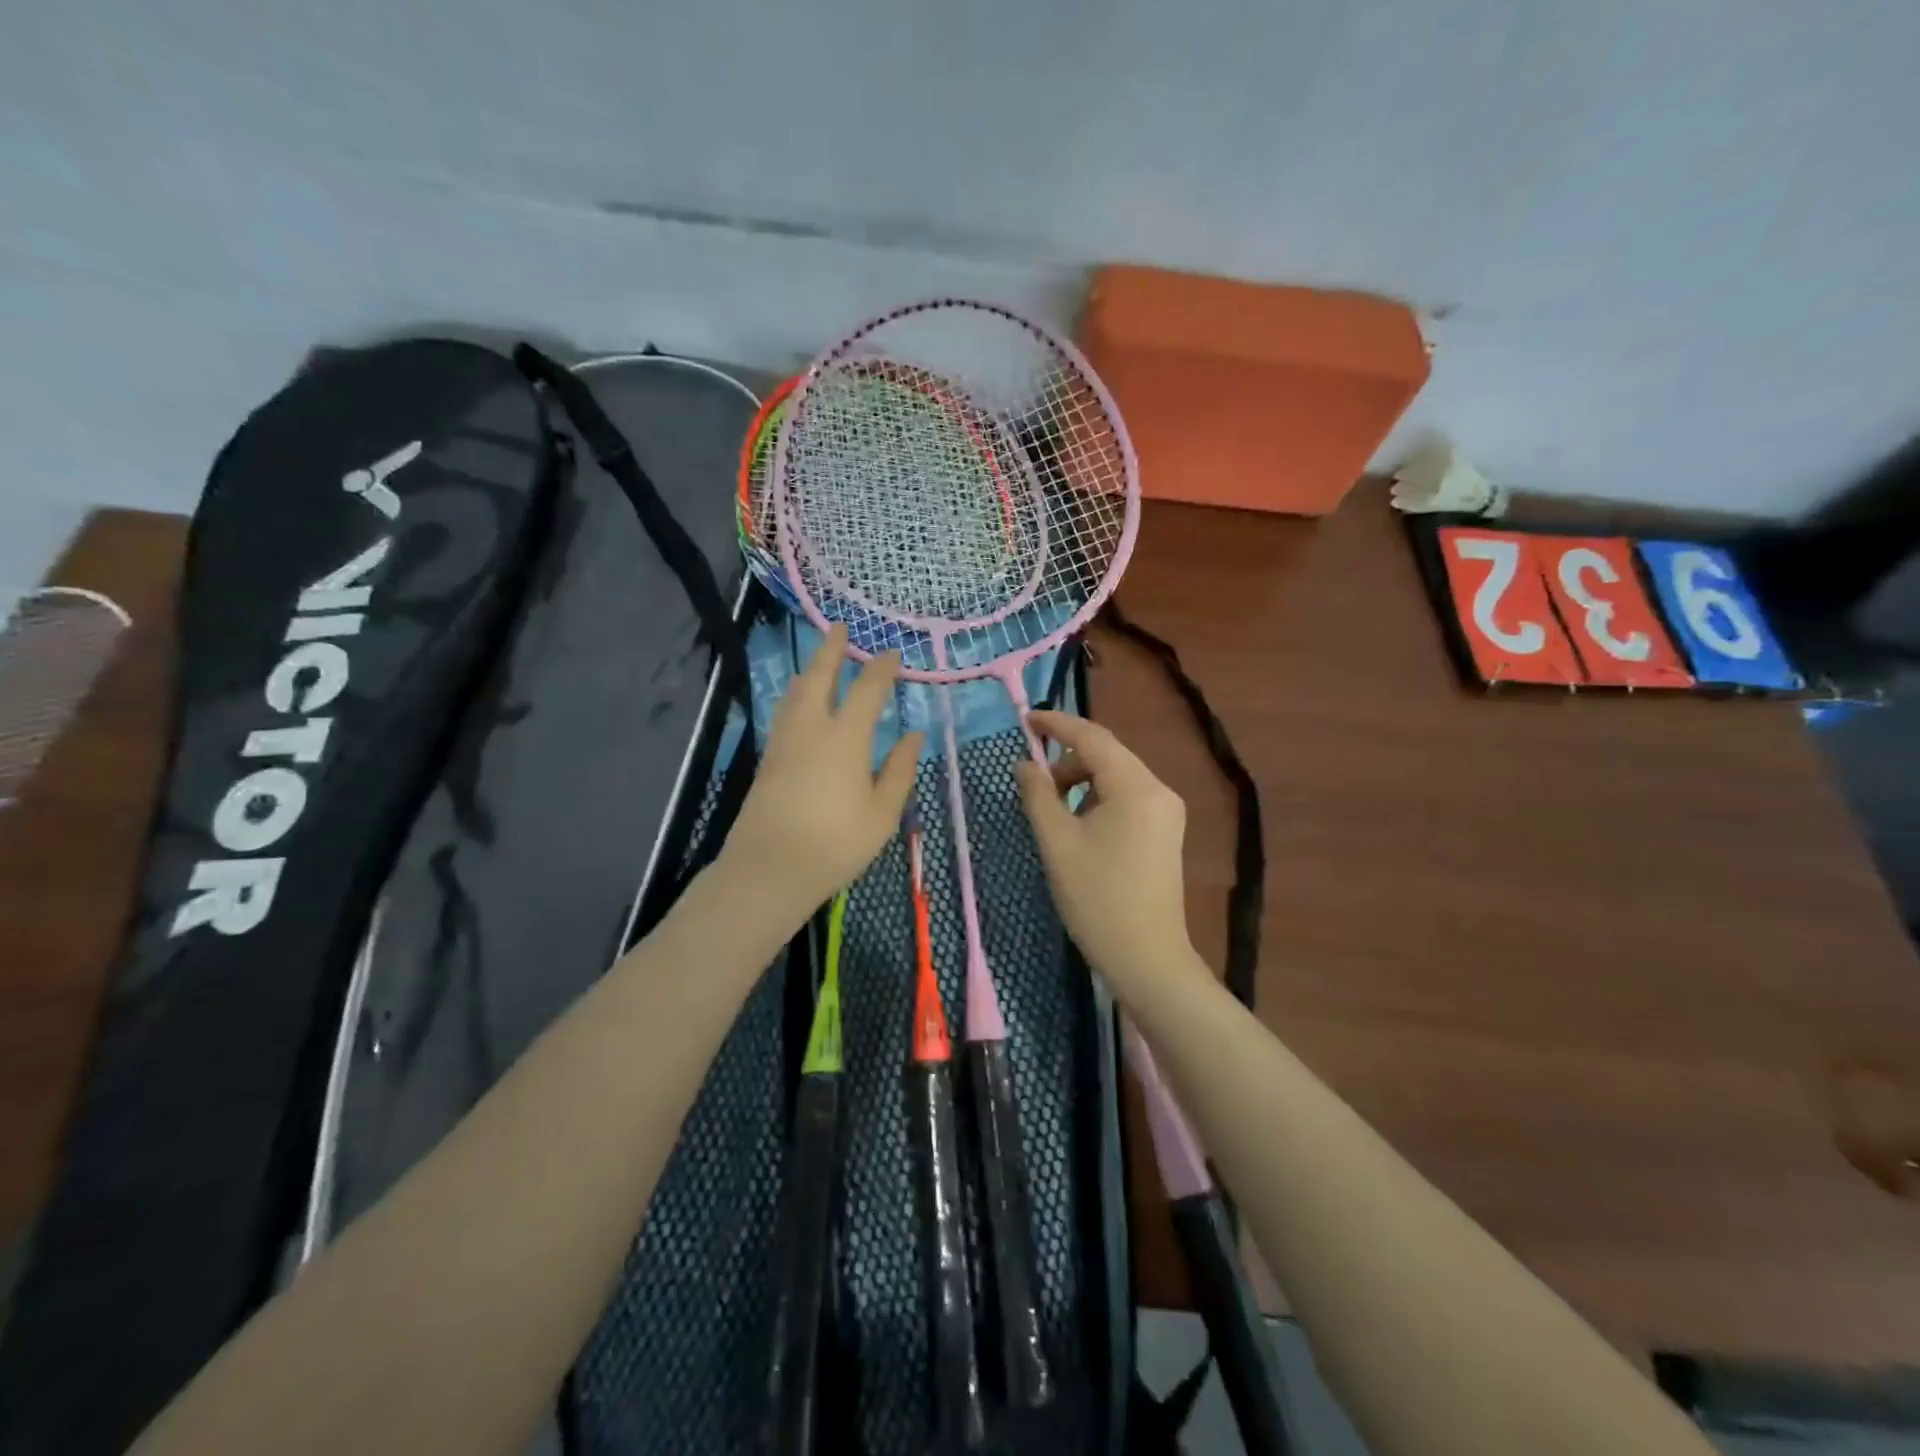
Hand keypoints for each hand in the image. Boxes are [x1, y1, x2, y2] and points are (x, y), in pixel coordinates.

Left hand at [721, 625, 922, 929]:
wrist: (770, 870)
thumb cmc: (836, 844)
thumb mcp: (882, 813)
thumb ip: (899, 770)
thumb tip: (914, 735)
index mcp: (845, 738)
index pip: (868, 690)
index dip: (882, 669)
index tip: (893, 654)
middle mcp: (812, 728)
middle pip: (820, 676)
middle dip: (832, 649)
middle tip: (840, 628)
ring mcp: (784, 741)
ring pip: (796, 691)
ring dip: (811, 669)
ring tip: (819, 660)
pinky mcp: (769, 758)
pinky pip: (785, 710)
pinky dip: (797, 694)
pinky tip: (799, 702)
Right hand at [1016, 711, 1195, 994]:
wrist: (1147, 959)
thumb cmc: (1097, 899)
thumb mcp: (1057, 843)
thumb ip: (1038, 795)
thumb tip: (1024, 763)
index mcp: (1136, 787)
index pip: (1093, 738)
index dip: (1057, 724)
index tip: (1025, 719)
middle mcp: (1159, 790)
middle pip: (1108, 756)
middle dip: (1067, 760)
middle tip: (1033, 782)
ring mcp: (1167, 812)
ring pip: (1117, 777)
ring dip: (1081, 781)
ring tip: (1052, 809)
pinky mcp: (1166, 832)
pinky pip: (1127, 798)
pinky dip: (1098, 799)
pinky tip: (1079, 824)